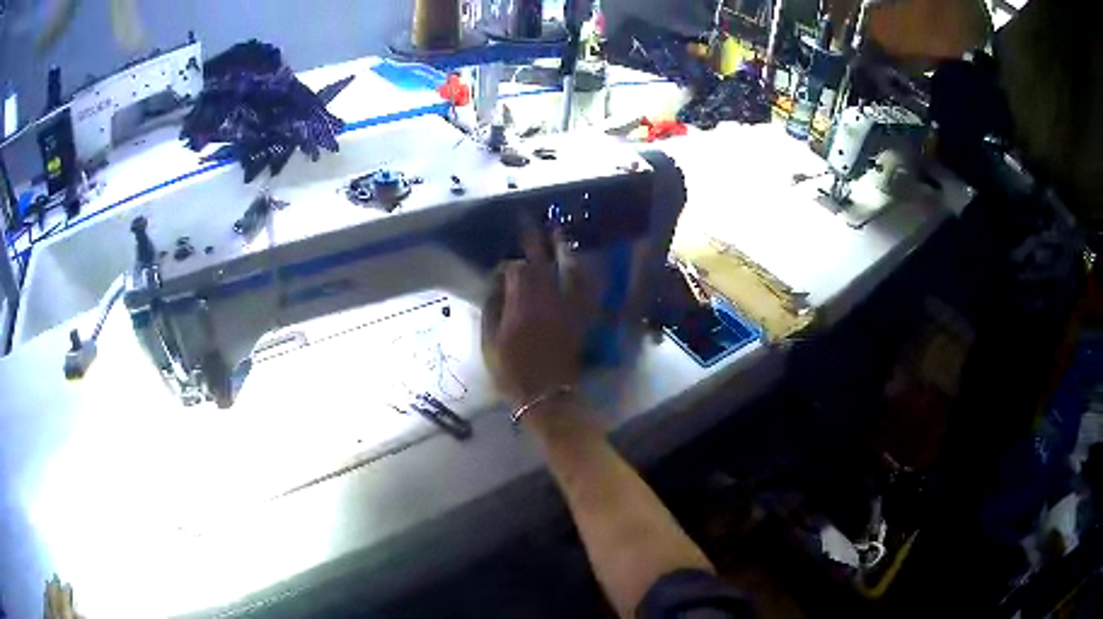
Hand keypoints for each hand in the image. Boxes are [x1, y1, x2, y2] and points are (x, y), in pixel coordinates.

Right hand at [482, 226, 587, 406]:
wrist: (545, 395)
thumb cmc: (512, 372)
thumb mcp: (489, 343)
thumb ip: (491, 310)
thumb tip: (496, 286)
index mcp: (521, 306)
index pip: (516, 270)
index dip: (508, 264)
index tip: (501, 269)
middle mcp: (546, 300)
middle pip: (541, 262)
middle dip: (533, 239)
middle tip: (528, 220)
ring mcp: (567, 308)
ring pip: (567, 270)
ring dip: (562, 249)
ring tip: (558, 232)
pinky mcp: (580, 317)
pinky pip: (586, 290)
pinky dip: (583, 274)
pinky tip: (580, 264)